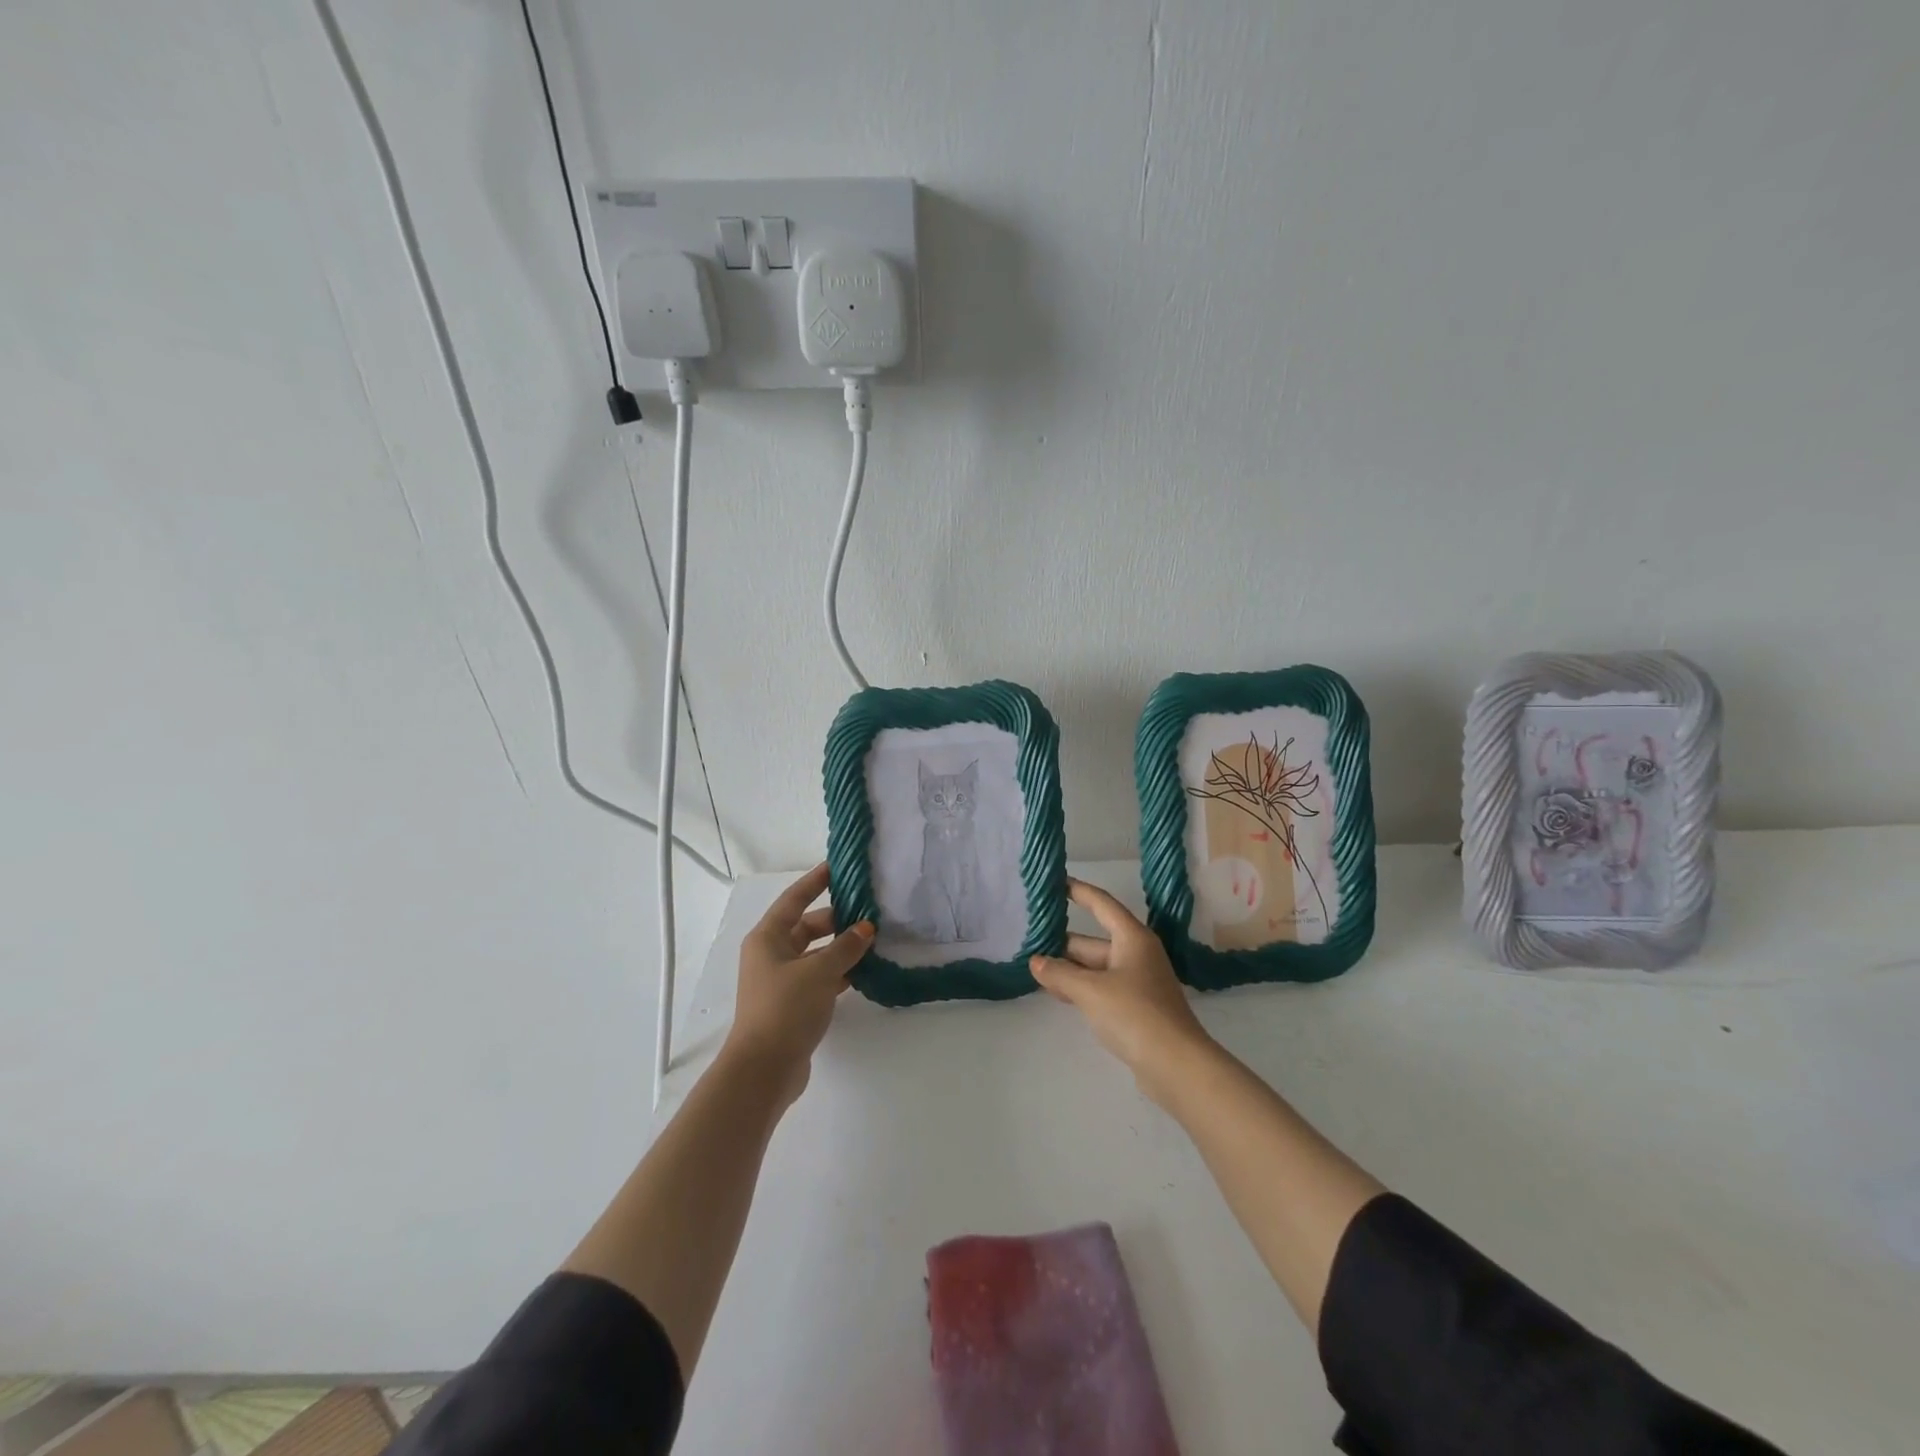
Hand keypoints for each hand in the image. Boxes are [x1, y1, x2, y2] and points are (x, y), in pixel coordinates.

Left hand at [723, 862, 873, 1107]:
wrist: (764, 1069)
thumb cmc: (785, 1008)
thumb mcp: (820, 971)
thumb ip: (846, 947)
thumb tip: (866, 928)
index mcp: (768, 937)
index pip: (794, 899)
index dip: (815, 881)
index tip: (837, 866)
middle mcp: (771, 954)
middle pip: (807, 926)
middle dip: (837, 919)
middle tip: (869, 910)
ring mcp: (781, 980)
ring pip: (815, 953)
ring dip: (840, 948)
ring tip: (874, 940)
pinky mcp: (792, 1004)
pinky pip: (819, 977)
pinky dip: (838, 972)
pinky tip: (864, 971)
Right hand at [1030, 879, 1214, 1102]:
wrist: (1176, 1065)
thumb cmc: (1135, 1014)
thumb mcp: (1090, 990)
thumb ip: (1060, 973)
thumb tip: (1036, 962)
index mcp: (1132, 938)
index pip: (1102, 904)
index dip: (1079, 891)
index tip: (1057, 882)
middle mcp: (1136, 954)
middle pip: (1094, 940)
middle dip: (1063, 943)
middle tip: (1029, 940)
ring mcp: (1137, 982)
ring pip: (1095, 967)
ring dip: (1069, 969)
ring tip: (1035, 969)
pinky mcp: (1136, 1008)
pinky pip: (1101, 988)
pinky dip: (1080, 988)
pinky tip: (1058, 994)